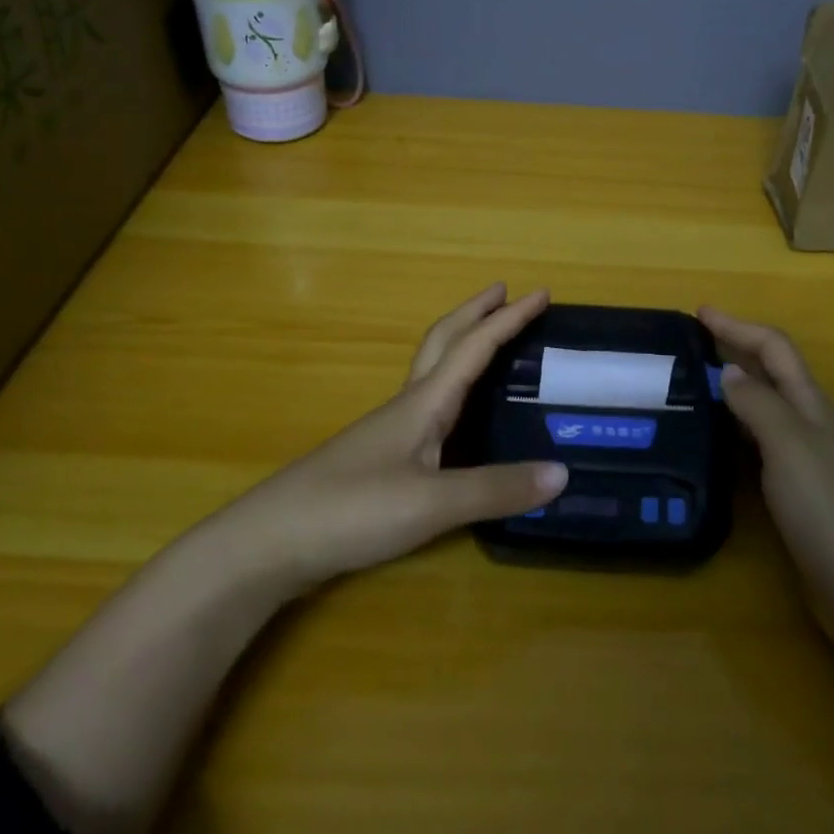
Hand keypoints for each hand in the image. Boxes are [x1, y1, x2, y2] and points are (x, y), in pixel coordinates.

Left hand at [231, 285, 567, 594]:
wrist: (270, 542)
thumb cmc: (352, 509)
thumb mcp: (432, 504)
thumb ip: (497, 489)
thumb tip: (563, 472)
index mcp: (424, 403)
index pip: (474, 347)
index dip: (509, 319)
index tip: (541, 292)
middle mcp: (407, 405)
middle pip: (444, 341)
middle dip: (476, 313)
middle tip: (506, 293)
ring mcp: (389, 430)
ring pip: (432, 370)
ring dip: (462, 344)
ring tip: (489, 343)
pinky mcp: (379, 457)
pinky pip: (426, 403)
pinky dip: (451, 387)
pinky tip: (457, 414)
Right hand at [699, 307, 833, 642]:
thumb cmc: (832, 513)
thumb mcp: (791, 448)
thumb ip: (759, 406)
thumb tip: (731, 371)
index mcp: (814, 408)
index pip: (775, 349)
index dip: (738, 327)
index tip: (699, 312)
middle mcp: (814, 428)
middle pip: (773, 375)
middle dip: (736, 352)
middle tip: (690, 348)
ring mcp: (812, 466)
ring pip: (768, 413)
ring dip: (736, 393)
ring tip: (694, 391)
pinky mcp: (804, 500)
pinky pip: (764, 450)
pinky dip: (739, 435)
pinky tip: (720, 448)